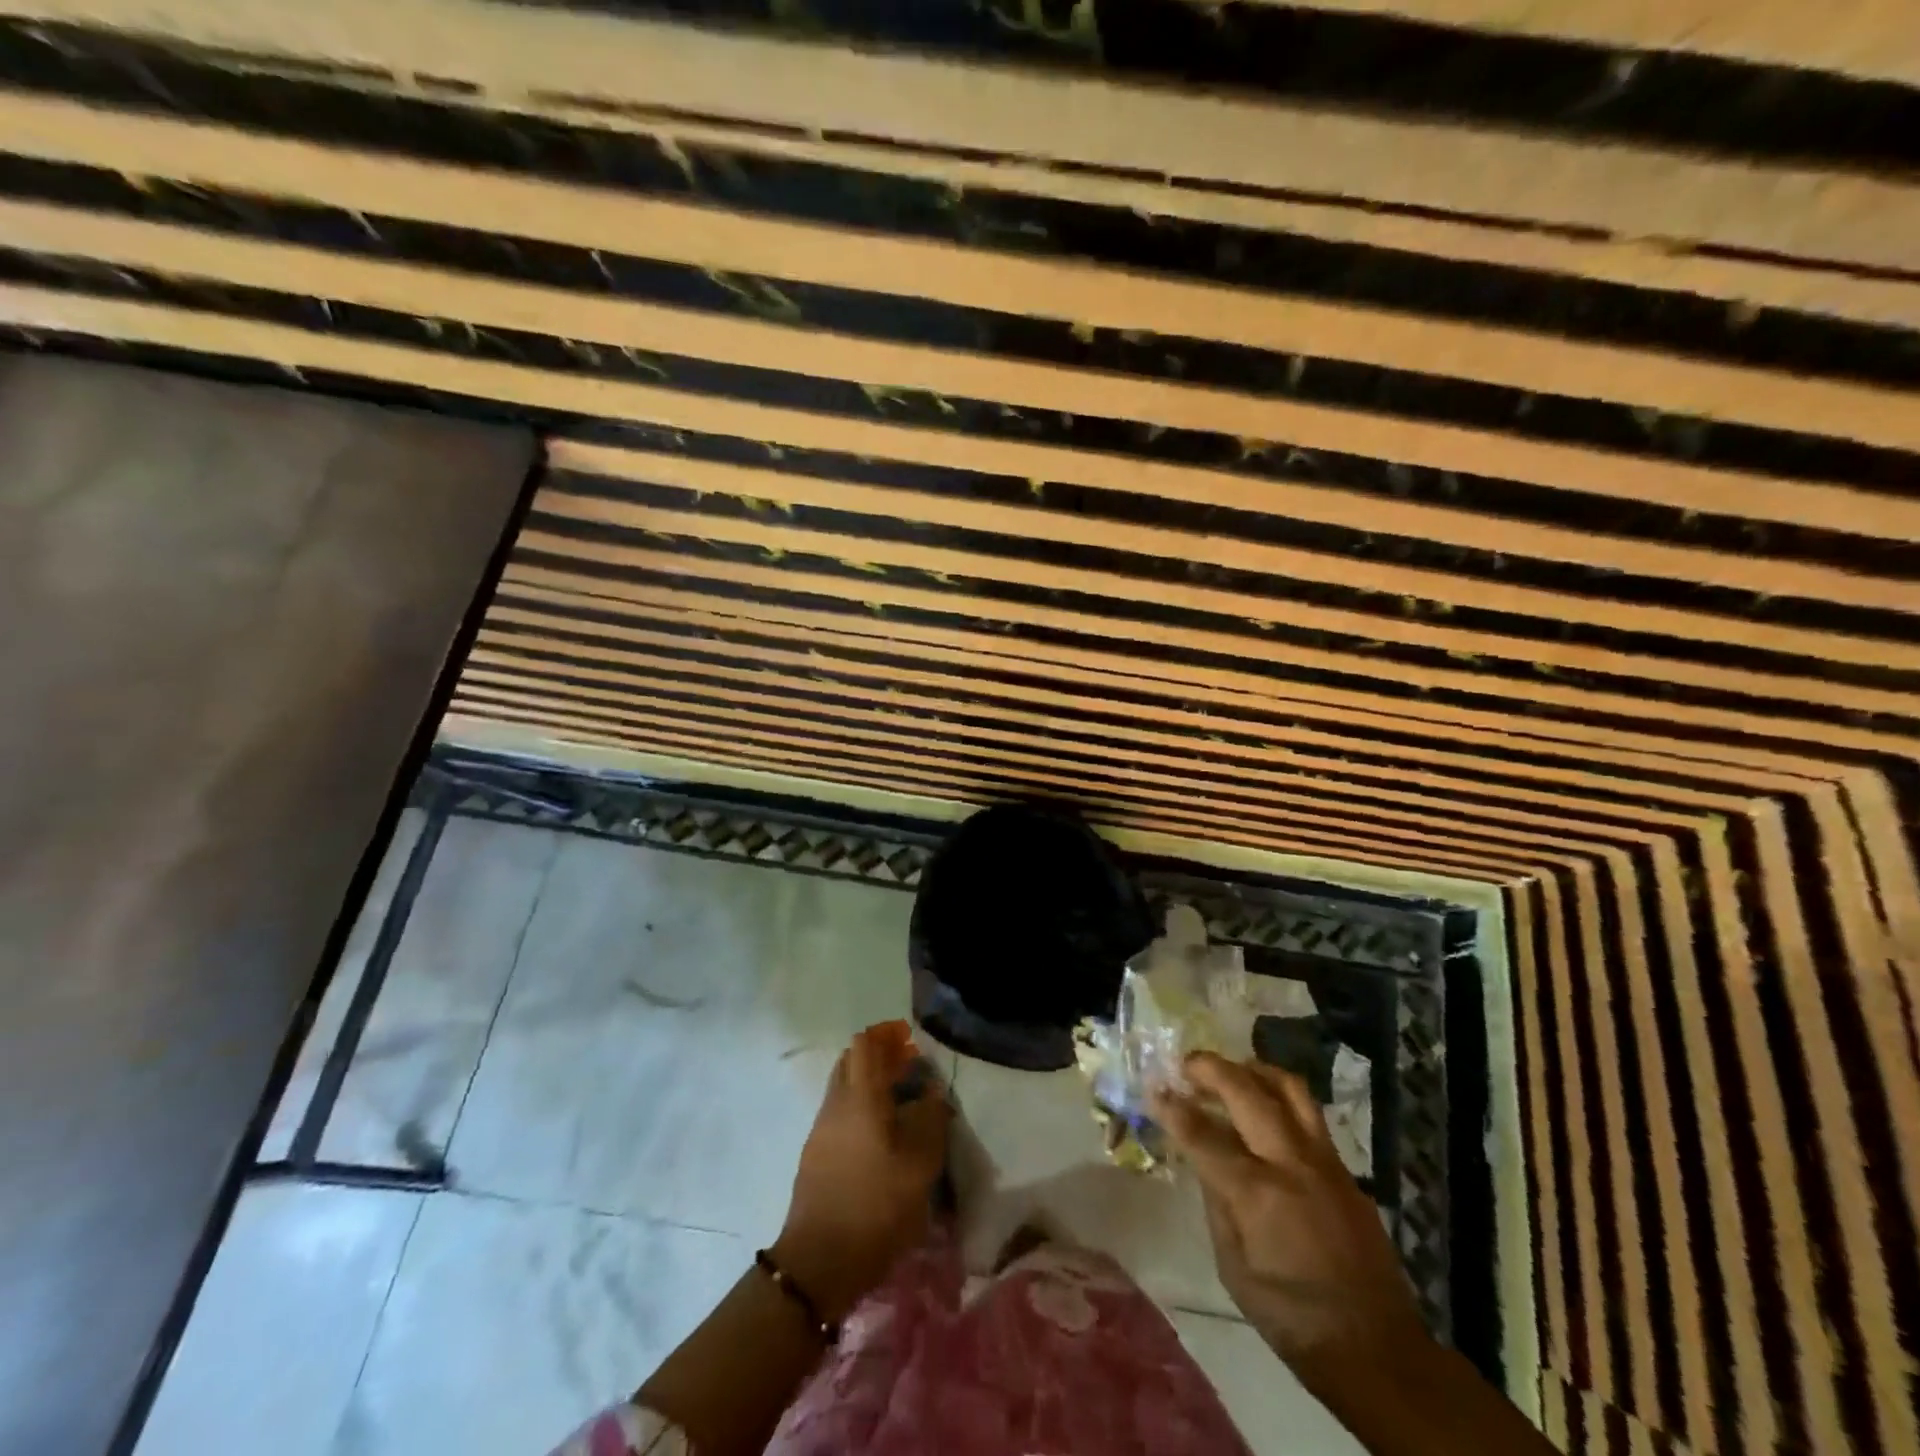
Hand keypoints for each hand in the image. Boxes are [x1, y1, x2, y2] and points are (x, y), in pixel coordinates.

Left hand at [774, 1021, 949, 1322]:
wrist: (818, 1261)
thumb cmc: (876, 1205)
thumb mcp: (920, 1164)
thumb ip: (930, 1118)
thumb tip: (932, 1090)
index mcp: (860, 1096)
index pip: (865, 1043)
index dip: (887, 1035)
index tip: (911, 1043)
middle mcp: (836, 1103)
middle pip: (852, 1061)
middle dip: (879, 1057)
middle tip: (910, 1071)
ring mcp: (821, 1129)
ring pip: (844, 1087)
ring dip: (869, 1084)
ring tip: (901, 1105)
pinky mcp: (815, 1154)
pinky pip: (840, 1113)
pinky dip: (860, 1108)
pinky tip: (882, 1136)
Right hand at [1153, 1052, 1427, 1379]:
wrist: (1379, 1351)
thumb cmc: (1293, 1320)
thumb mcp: (1235, 1270)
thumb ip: (1217, 1206)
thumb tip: (1205, 1162)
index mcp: (1257, 1194)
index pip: (1203, 1134)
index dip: (1173, 1108)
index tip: (1153, 1088)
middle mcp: (1291, 1164)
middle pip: (1246, 1092)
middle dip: (1211, 1069)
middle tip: (1186, 1065)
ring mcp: (1324, 1161)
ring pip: (1288, 1088)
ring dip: (1253, 1070)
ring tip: (1231, 1071)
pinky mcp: (1346, 1170)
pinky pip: (1309, 1114)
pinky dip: (1280, 1097)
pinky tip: (1265, 1108)